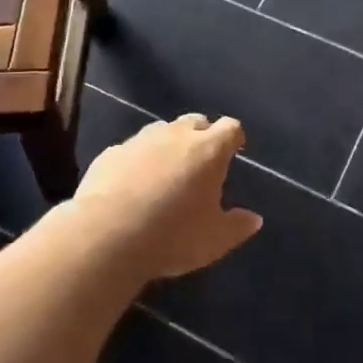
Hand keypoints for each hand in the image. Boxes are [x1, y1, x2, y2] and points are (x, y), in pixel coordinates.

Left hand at [72, 114, 261, 279]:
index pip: (230, 128)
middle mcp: (176, 135)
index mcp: (208, 150)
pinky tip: (132, 184)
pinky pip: (131, 150)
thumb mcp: (215, 240)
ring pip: (161, 130)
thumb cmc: (173, 236)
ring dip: (168, 144)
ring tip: (167, 172)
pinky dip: (138, 161)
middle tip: (201, 161)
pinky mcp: (111, 153)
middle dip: (202, 135)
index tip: (235, 150)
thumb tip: (254, 219)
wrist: (107, 235)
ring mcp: (140, 140)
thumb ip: (237, 226)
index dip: (234, 138)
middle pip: (196, 121)